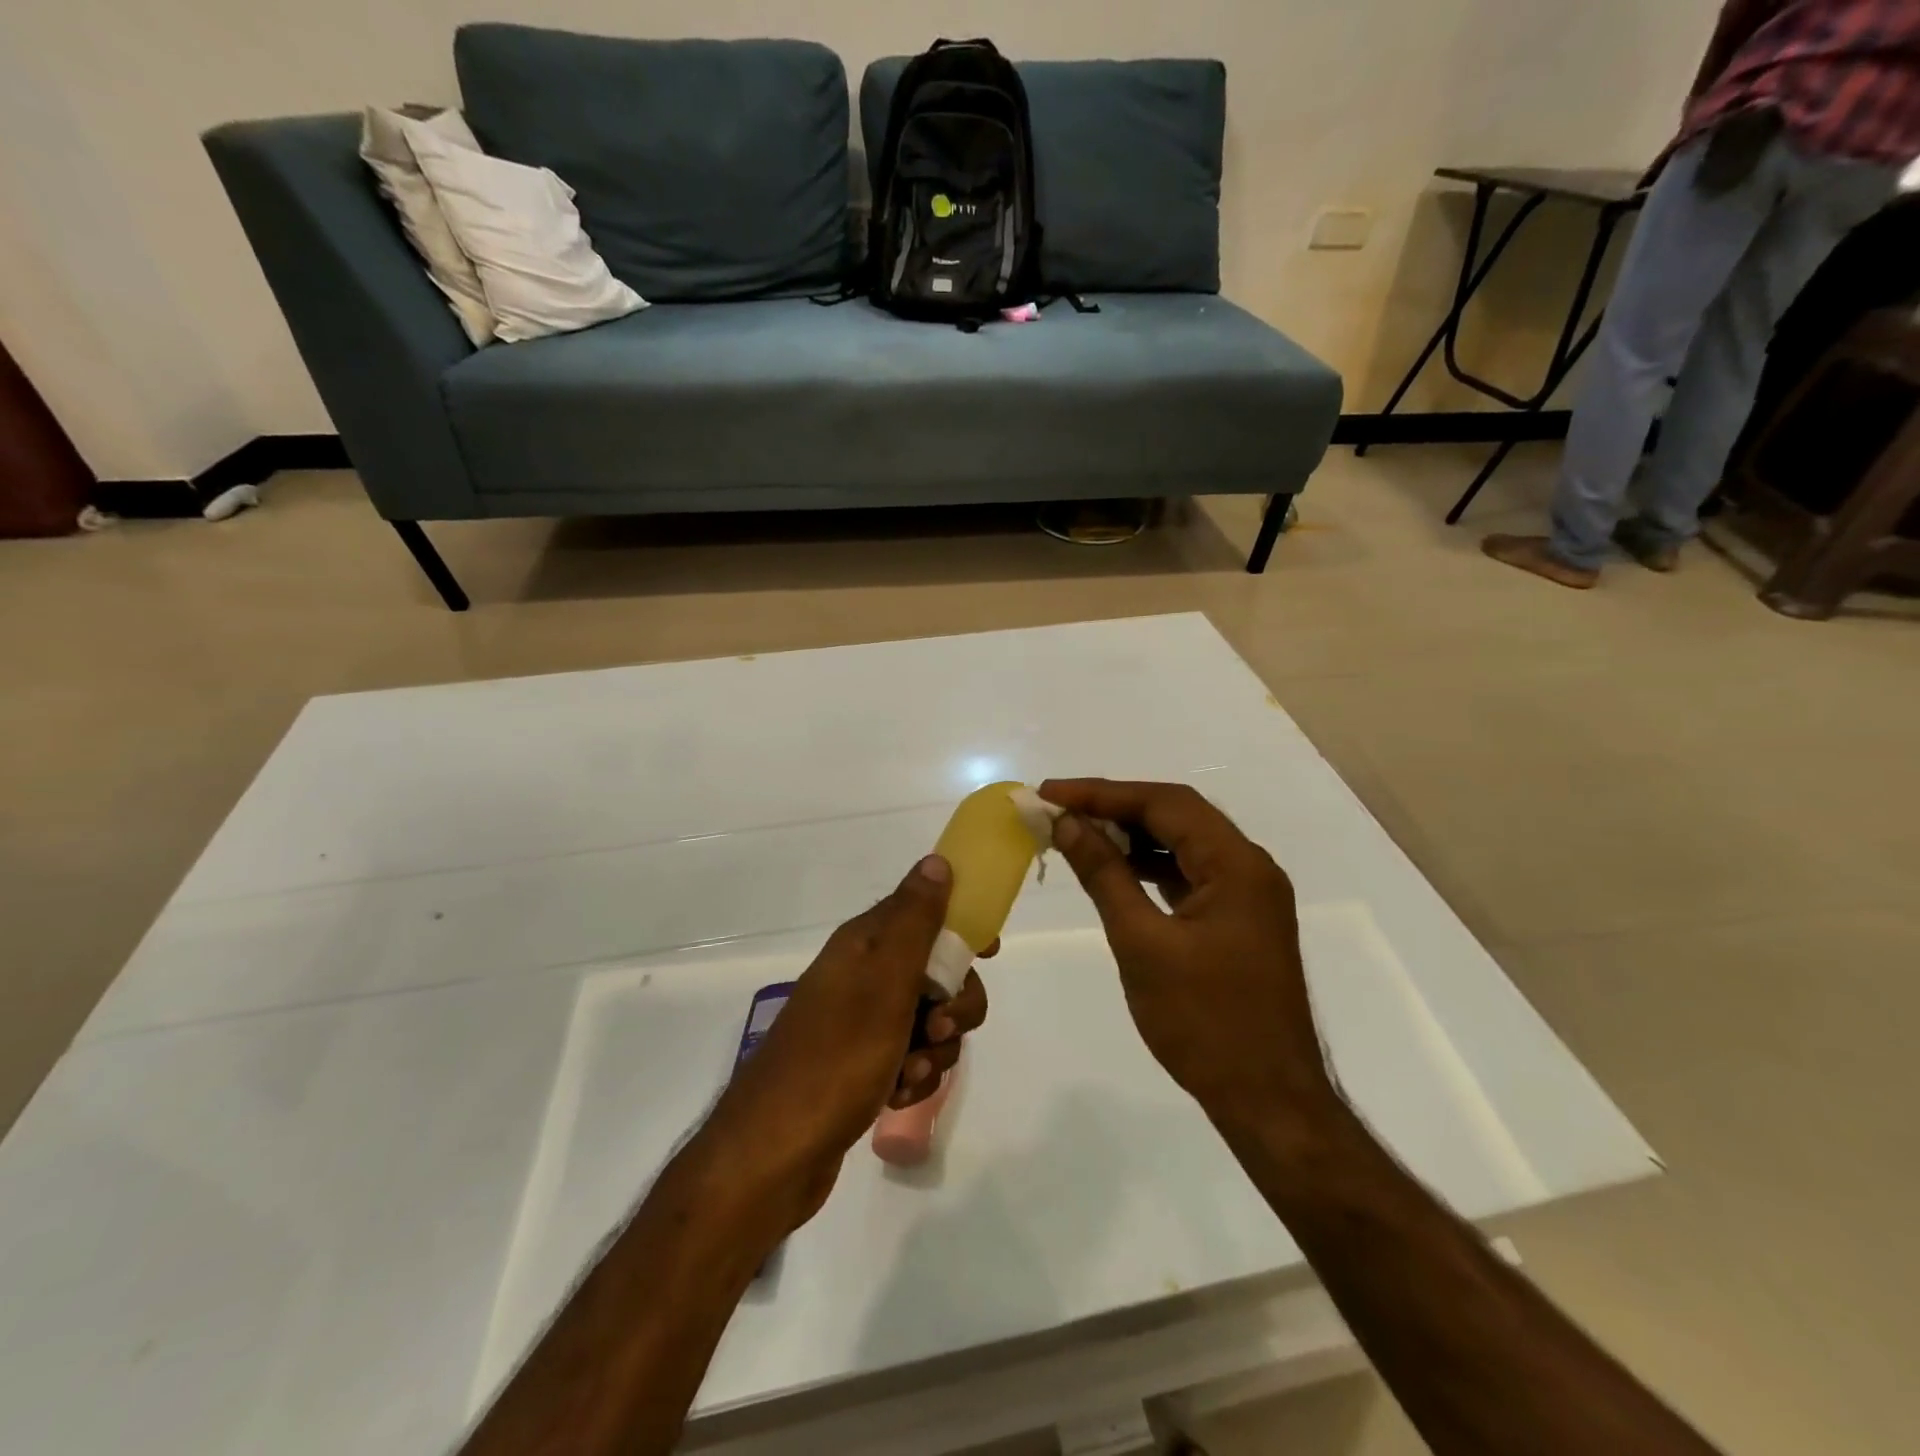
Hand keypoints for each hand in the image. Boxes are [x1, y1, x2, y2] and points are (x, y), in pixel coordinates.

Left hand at [702, 855, 988, 1231]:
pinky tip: (895, 1095)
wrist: (775, 1152)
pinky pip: (909, 1058)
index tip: (988, 954)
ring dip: (933, 1050)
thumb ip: (915, 920)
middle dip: (954, 1004)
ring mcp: (861, 1023)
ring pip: (929, 1021)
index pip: (924, 911)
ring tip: (907, 1074)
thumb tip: (937, 861)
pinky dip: (911, 1077)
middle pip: (936, 972)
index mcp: (864, 944)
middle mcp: (862, 976)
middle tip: (940, 1028)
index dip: (961, 927)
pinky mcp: (862, 1066)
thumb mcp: (884, 981)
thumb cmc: (837, 1056)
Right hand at [1038, 779, 1334, 1126]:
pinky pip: (1190, 874)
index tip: (1051, 793)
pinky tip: (1115, 870)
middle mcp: (1250, 867)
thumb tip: (1068, 824)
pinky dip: (1150, 866)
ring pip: (1183, 843)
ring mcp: (1248, 895)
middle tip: (1058, 808)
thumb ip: (1105, 875)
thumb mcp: (1142, 943)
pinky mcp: (1239, 920)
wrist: (1268, 1101)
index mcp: (1237, 864)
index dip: (1103, 793)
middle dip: (1115, 808)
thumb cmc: (1203, 1022)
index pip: (1165, 803)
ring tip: (1077, 833)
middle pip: (1177, 815)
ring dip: (1132, 835)